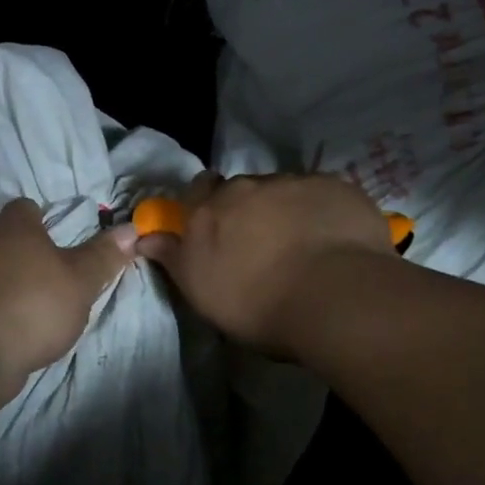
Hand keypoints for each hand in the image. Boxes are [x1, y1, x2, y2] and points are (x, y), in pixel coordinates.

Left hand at [0, 199, 137, 395]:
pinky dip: (12, 304)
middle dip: (40, 252)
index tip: (71, 237)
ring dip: (25, 280)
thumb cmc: (35, 303)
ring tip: (53, 301)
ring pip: (4, 268)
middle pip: (16, 238)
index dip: (50, 217)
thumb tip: (130, 229)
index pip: (28, 207)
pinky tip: (30, 324)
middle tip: (68, 271)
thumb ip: (104, 254)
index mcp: (14, 226)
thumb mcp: (81, 279)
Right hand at [136, 172, 394, 354]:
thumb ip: (173, 258)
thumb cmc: (257, 303)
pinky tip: (334, 239)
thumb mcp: (201, 291)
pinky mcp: (337, 186)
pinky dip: (323, 211)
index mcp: (210, 209)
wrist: (334, 296)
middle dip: (249, 209)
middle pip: (243, 190)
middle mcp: (248, 186)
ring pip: (284, 190)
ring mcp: (295, 182)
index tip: (216, 228)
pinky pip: (323, 194)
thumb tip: (146, 237)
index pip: (198, 190)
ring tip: (303, 245)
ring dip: (287, 209)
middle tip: (262, 243)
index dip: (205, 205)